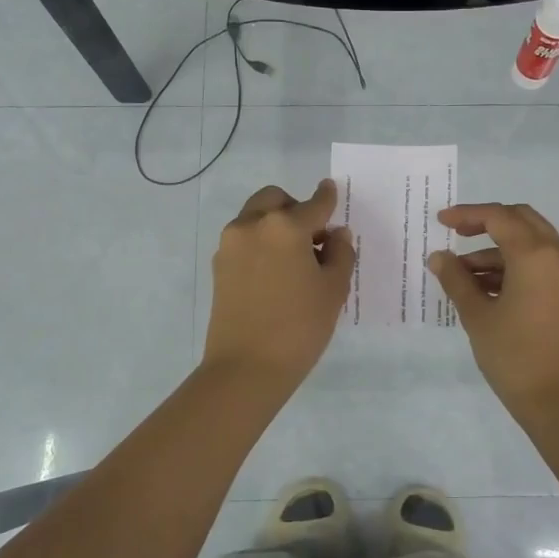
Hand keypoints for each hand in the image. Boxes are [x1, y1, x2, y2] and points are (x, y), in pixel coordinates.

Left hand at [201, 179, 356, 391]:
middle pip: (275, 199)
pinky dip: (260, 242)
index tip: (331, 189)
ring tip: (294, 258)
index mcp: (285, 226)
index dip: (327, 197)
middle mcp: (253, 225)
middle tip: (313, 237)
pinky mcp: (218, 266)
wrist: (246, 367)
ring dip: (275, 224)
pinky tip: (275, 272)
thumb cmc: (299, 327)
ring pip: (255, 217)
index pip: (314, 204)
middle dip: (294, 208)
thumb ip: (340, 254)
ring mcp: (230, 245)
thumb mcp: (333, 290)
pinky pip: (244, 239)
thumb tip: (336, 235)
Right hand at [428, 203, 558, 413]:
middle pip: (522, 220)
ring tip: (465, 275)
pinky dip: (518, 265)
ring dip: (500, 249)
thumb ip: (456, 279)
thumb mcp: (477, 316)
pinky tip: (490, 288)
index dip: (467, 214)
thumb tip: (439, 257)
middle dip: (488, 223)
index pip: (499, 217)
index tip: (442, 221)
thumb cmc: (514, 356)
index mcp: (536, 255)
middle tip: (457, 235)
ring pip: (534, 242)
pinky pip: (545, 263)